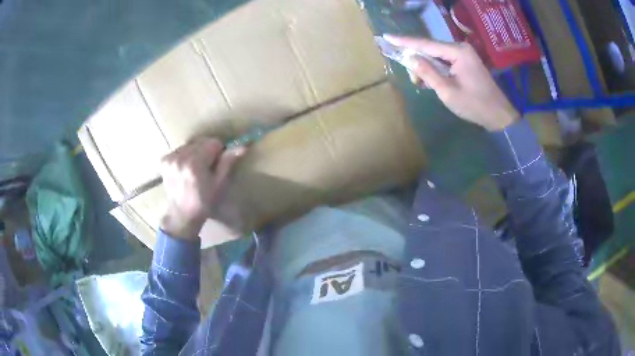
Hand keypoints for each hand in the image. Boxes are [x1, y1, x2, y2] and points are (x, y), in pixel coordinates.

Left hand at [160, 138, 245, 240]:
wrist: (181, 215)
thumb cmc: (203, 202)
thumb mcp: (218, 184)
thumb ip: (227, 162)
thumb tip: (242, 146)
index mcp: (195, 163)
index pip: (213, 142)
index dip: (218, 151)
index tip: (217, 163)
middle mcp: (180, 157)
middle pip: (200, 141)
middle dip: (206, 151)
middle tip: (207, 167)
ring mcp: (170, 158)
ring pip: (190, 145)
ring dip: (195, 152)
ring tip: (195, 169)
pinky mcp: (164, 160)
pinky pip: (180, 150)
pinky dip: (185, 156)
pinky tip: (185, 169)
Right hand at [384, 35, 518, 130]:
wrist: (498, 115)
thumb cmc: (474, 105)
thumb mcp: (447, 91)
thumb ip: (427, 73)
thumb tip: (409, 58)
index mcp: (457, 51)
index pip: (425, 44)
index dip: (404, 41)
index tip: (387, 37)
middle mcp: (460, 48)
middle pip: (430, 48)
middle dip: (417, 59)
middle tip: (411, 77)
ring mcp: (464, 54)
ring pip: (436, 56)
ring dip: (426, 67)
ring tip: (420, 83)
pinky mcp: (466, 62)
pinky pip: (445, 61)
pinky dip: (435, 69)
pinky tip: (431, 80)